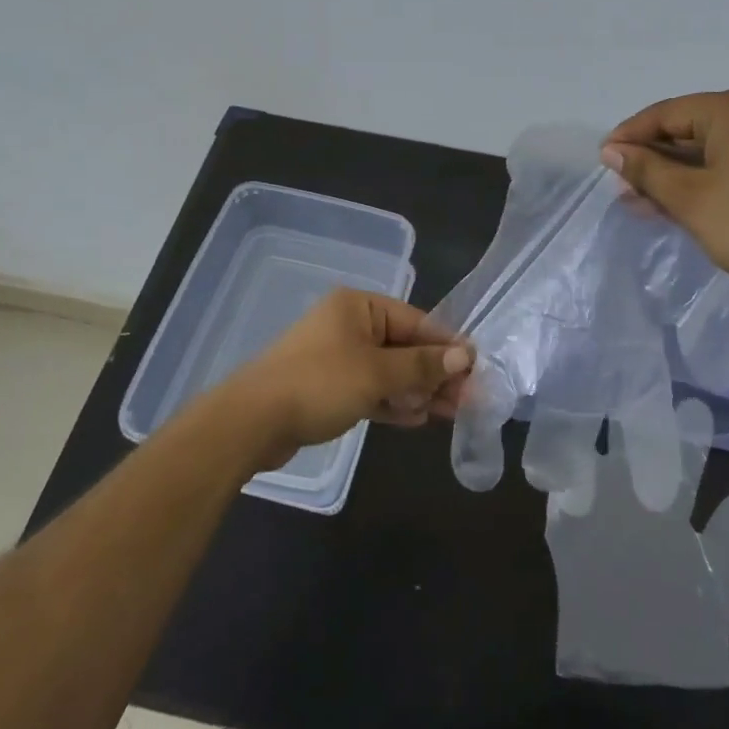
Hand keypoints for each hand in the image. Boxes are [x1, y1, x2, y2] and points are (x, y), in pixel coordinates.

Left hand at [224, 289, 472, 466]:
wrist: (252, 421)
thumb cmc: (319, 383)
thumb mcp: (377, 373)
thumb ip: (422, 366)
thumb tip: (465, 356)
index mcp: (359, 307)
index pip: (416, 321)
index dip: (447, 346)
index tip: (476, 369)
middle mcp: (349, 325)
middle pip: (404, 346)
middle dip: (435, 373)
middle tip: (468, 399)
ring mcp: (337, 357)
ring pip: (389, 370)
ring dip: (417, 390)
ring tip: (450, 413)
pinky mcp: (328, 388)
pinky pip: (370, 389)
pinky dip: (392, 401)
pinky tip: (417, 418)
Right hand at [601, 89, 728, 300]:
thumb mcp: (688, 197)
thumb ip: (646, 169)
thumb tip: (611, 151)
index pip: (665, 113)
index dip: (629, 136)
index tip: (602, 160)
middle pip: (686, 129)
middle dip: (651, 160)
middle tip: (620, 187)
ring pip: (705, 150)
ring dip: (671, 174)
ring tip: (639, 201)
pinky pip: (726, 162)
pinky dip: (698, 180)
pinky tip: (672, 203)